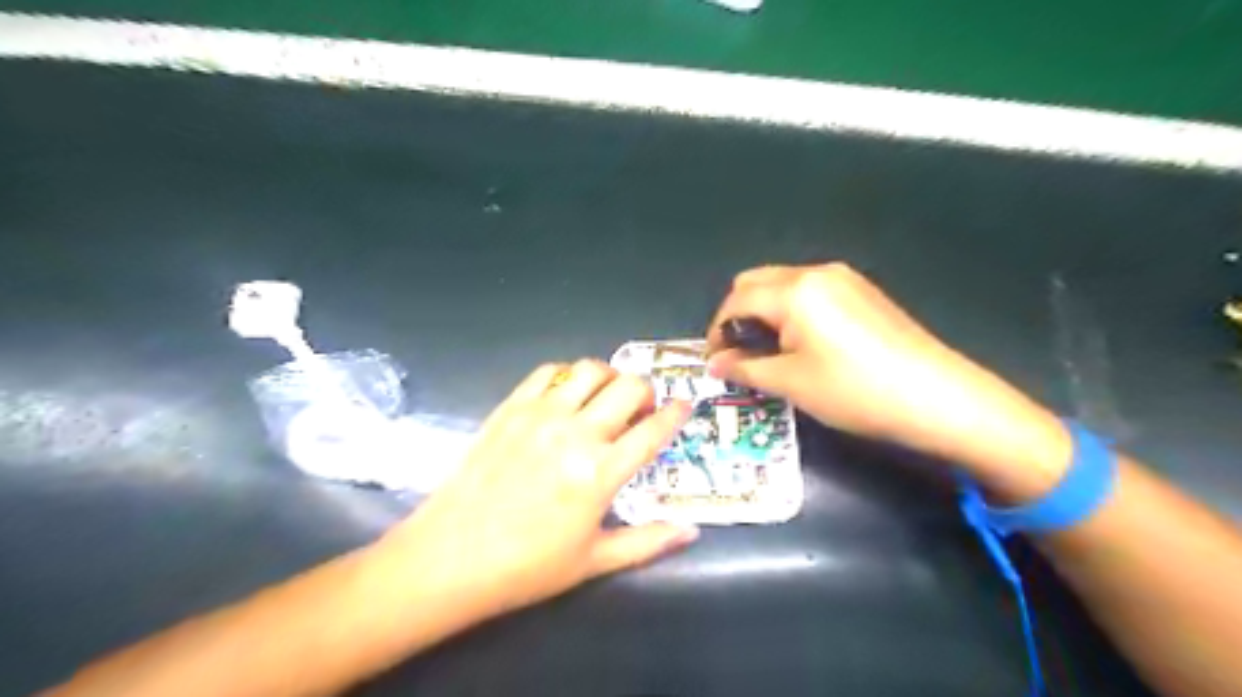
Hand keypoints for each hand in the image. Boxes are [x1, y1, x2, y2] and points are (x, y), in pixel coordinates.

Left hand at [378, 362, 696, 618]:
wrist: (450, 557)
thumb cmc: (526, 567)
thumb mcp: (593, 561)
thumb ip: (647, 542)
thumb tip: (691, 532)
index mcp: (600, 473)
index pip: (653, 430)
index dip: (676, 413)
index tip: (685, 406)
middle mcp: (576, 433)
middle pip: (628, 387)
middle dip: (647, 392)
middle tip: (643, 409)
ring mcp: (541, 415)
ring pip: (590, 370)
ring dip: (610, 377)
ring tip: (608, 396)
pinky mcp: (511, 408)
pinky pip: (548, 373)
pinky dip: (567, 375)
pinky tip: (567, 395)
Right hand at [702, 264, 1073, 498]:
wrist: (937, 397)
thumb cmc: (854, 391)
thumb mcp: (791, 383)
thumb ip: (745, 368)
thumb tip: (715, 364)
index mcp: (794, 291)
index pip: (736, 301)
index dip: (717, 330)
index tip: (715, 361)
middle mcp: (815, 273)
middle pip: (755, 282)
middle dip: (737, 315)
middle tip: (739, 353)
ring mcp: (843, 279)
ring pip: (782, 285)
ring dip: (764, 312)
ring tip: (769, 352)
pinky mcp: (862, 291)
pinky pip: (810, 291)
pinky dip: (791, 311)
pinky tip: (802, 343)